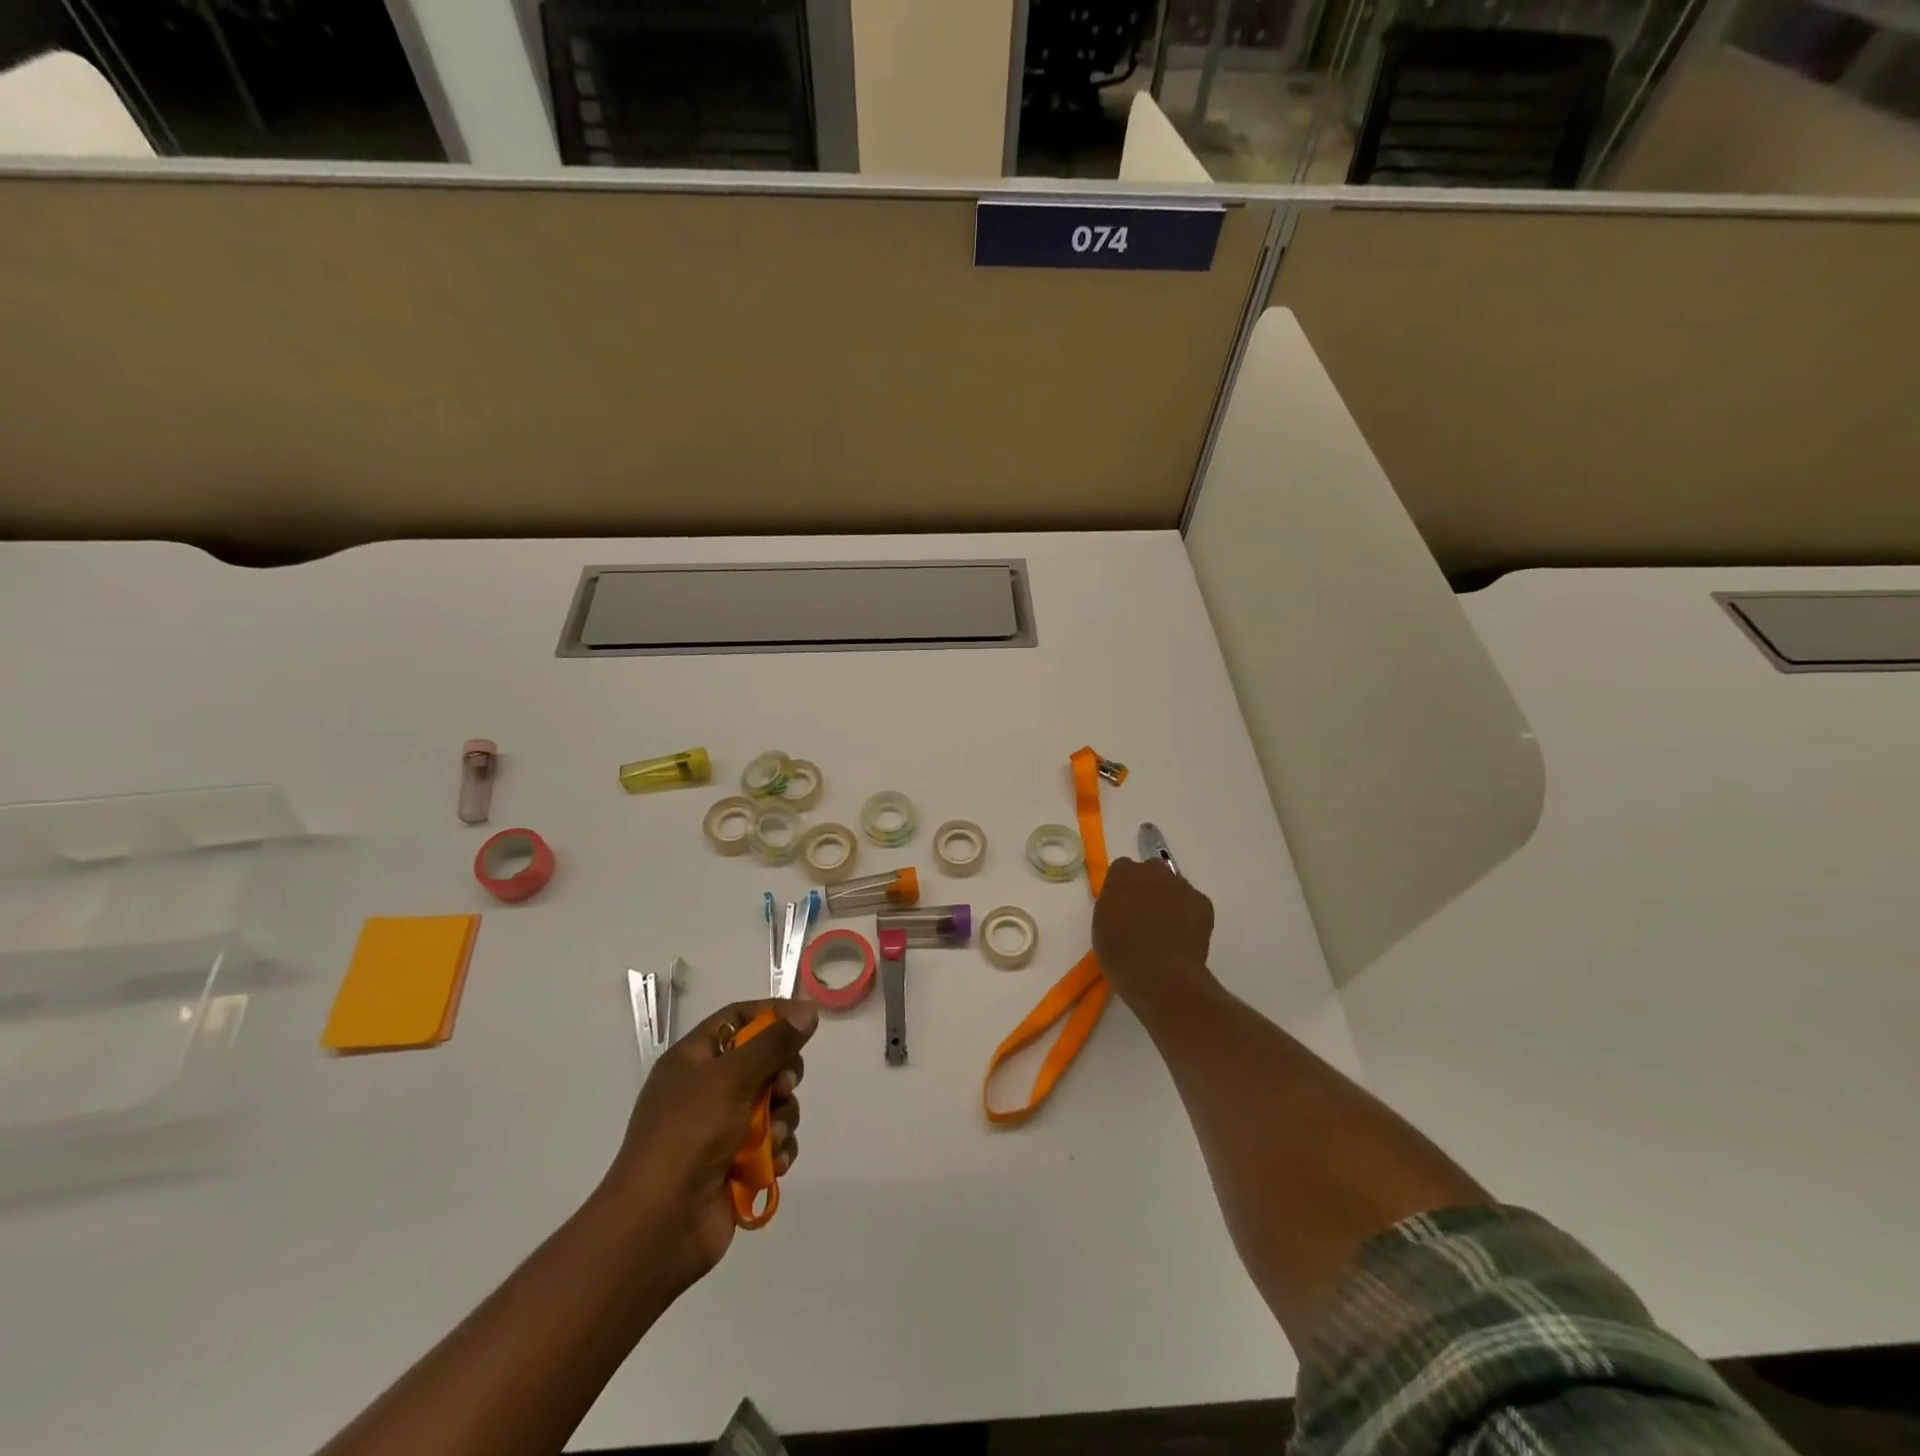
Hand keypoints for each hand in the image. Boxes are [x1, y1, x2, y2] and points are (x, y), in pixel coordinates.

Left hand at [599, 998, 816, 1289]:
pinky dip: (779, 1150)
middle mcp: (708, 1089)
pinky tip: (773, 1165)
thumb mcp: (730, 1078)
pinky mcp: (738, 1163)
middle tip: (782, 1088)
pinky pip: (775, 1142)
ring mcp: (723, 1128)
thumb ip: (773, 1042)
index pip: (738, 1018)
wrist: (659, 1226)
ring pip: (775, 1103)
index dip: (772, 1014)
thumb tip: (808, 1010)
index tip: (805, 1020)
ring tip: (770, 1139)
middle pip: (764, 1060)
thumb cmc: (688, 1136)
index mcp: (694, 1060)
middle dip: (782, 1075)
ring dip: (781, 1119)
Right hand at [1092, 857, 1216, 1015]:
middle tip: (1145, 915)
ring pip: (1174, 887)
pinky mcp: (1203, 902)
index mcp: (1122, 874)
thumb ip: (1113, 903)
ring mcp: (1181, 885)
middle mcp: (1153, 870)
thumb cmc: (1120, 953)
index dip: (1124, 887)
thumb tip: (1124, 902)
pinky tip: (1184, 937)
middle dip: (1149, 887)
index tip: (1123, 906)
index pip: (1122, 869)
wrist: (1160, 976)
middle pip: (1151, 871)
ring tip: (1168, 930)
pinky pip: (1193, 903)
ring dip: (1170, 900)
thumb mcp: (1102, 924)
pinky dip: (1190, 915)